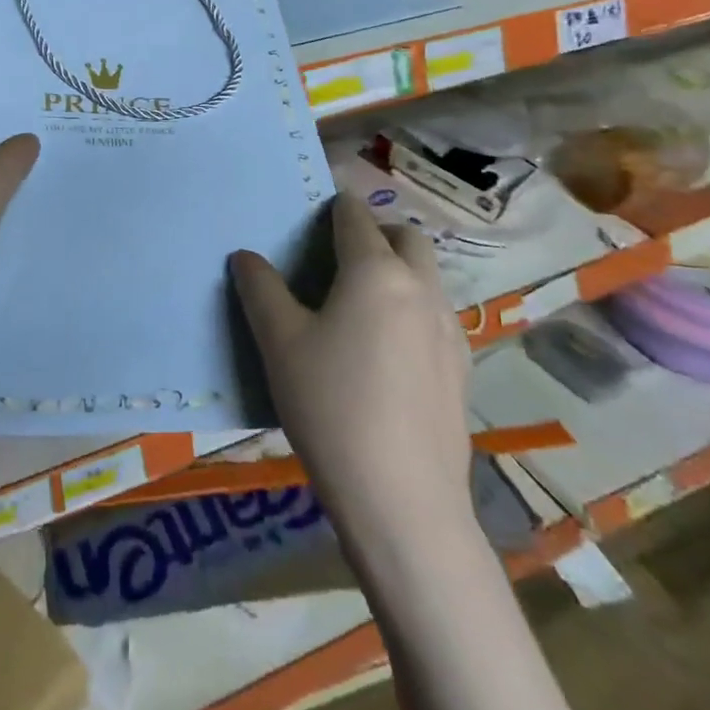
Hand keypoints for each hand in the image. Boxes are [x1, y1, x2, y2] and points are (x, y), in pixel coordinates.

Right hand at [230, 192, 472, 536]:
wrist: (402, 501)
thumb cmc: (331, 406)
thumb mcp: (279, 343)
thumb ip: (260, 289)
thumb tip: (246, 256)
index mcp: (376, 272)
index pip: (355, 217)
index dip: (333, 208)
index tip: (312, 217)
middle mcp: (421, 289)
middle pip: (406, 237)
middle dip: (376, 233)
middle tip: (339, 258)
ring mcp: (450, 330)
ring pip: (428, 276)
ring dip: (399, 270)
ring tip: (360, 305)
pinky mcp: (463, 368)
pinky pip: (437, 315)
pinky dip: (413, 308)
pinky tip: (386, 352)